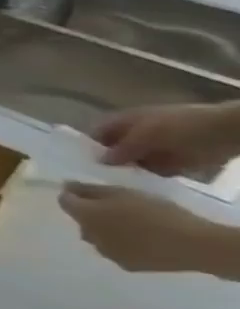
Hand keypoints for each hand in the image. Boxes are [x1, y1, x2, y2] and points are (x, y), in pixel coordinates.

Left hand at [60, 183, 222, 273]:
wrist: (196, 245)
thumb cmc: (158, 213)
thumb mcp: (122, 192)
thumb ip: (91, 190)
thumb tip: (68, 186)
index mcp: (85, 215)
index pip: (65, 201)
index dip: (73, 195)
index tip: (86, 191)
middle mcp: (89, 234)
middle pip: (81, 220)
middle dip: (91, 214)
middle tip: (116, 210)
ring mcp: (107, 252)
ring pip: (96, 237)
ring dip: (105, 231)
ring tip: (131, 227)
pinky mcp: (126, 265)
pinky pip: (115, 251)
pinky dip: (121, 245)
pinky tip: (141, 242)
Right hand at [91, 103, 239, 176]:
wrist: (228, 132)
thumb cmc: (181, 127)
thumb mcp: (146, 136)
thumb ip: (122, 148)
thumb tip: (100, 161)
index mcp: (123, 121)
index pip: (97, 134)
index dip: (89, 147)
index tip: (83, 165)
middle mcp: (136, 134)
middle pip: (116, 149)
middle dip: (110, 163)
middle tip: (101, 180)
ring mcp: (158, 147)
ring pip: (136, 161)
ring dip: (132, 172)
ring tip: (123, 186)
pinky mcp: (177, 161)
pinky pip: (158, 171)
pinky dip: (153, 178)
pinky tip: (147, 187)